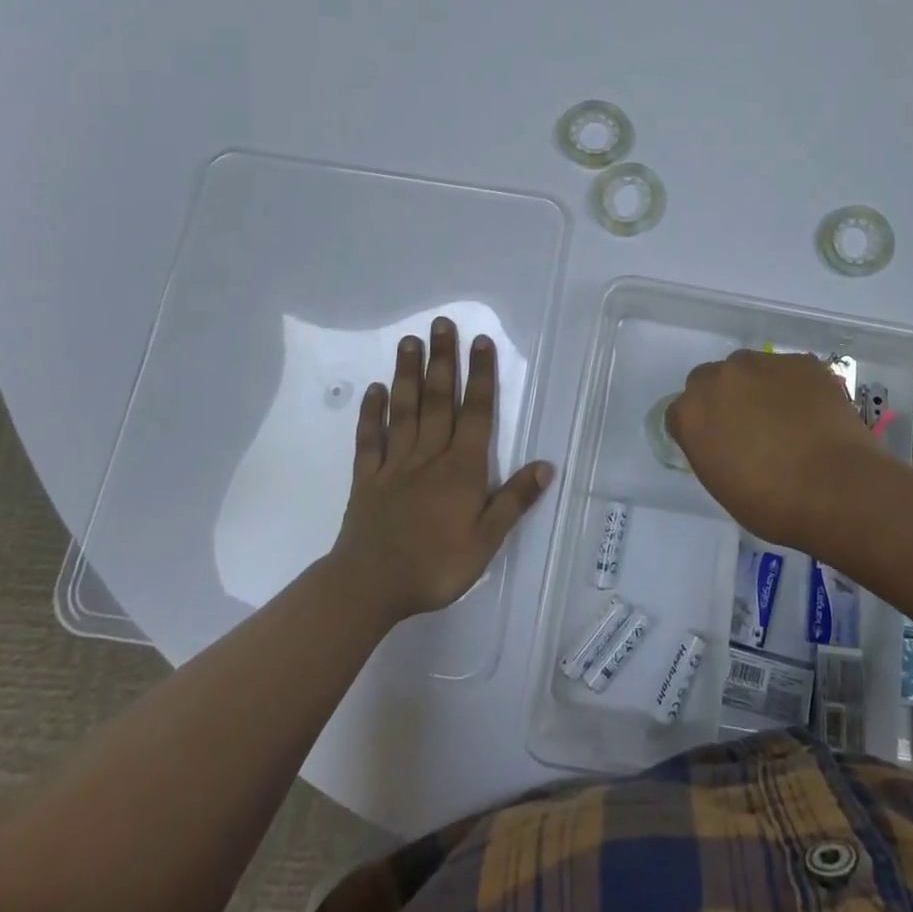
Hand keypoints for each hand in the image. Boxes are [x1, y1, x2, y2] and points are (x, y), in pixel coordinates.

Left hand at [331, 318, 554, 622]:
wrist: (369, 587)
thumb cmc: (435, 565)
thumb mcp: (486, 541)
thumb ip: (514, 500)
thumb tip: (546, 465)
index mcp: (461, 468)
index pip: (476, 413)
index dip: (481, 376)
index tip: (481, 341)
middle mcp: (429, 456)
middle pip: (439, 400)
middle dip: (443, 360)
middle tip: (441, 324)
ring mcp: (394, 465)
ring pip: (405, 411)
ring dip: (408, 375)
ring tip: (409, 341)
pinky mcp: (366, 479)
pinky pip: (369, 440)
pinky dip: (371, 414)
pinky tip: (374, 390)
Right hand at [666, 350, 889, 551]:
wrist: (838, 489)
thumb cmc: (774, 504)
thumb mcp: (723, 485)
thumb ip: (710, 449)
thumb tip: (722, 439)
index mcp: (692, 412)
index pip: (681, 411)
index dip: (700, 428)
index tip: (718, 446)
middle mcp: (720, 377)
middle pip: (710, 379)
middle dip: (723, 398)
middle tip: (749, 427)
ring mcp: (762, 363)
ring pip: (749, 368)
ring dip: (758, 387)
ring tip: (786, 418)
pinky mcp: (800, 361)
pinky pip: (788, 370)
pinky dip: (794, 386)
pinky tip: (812, 413)